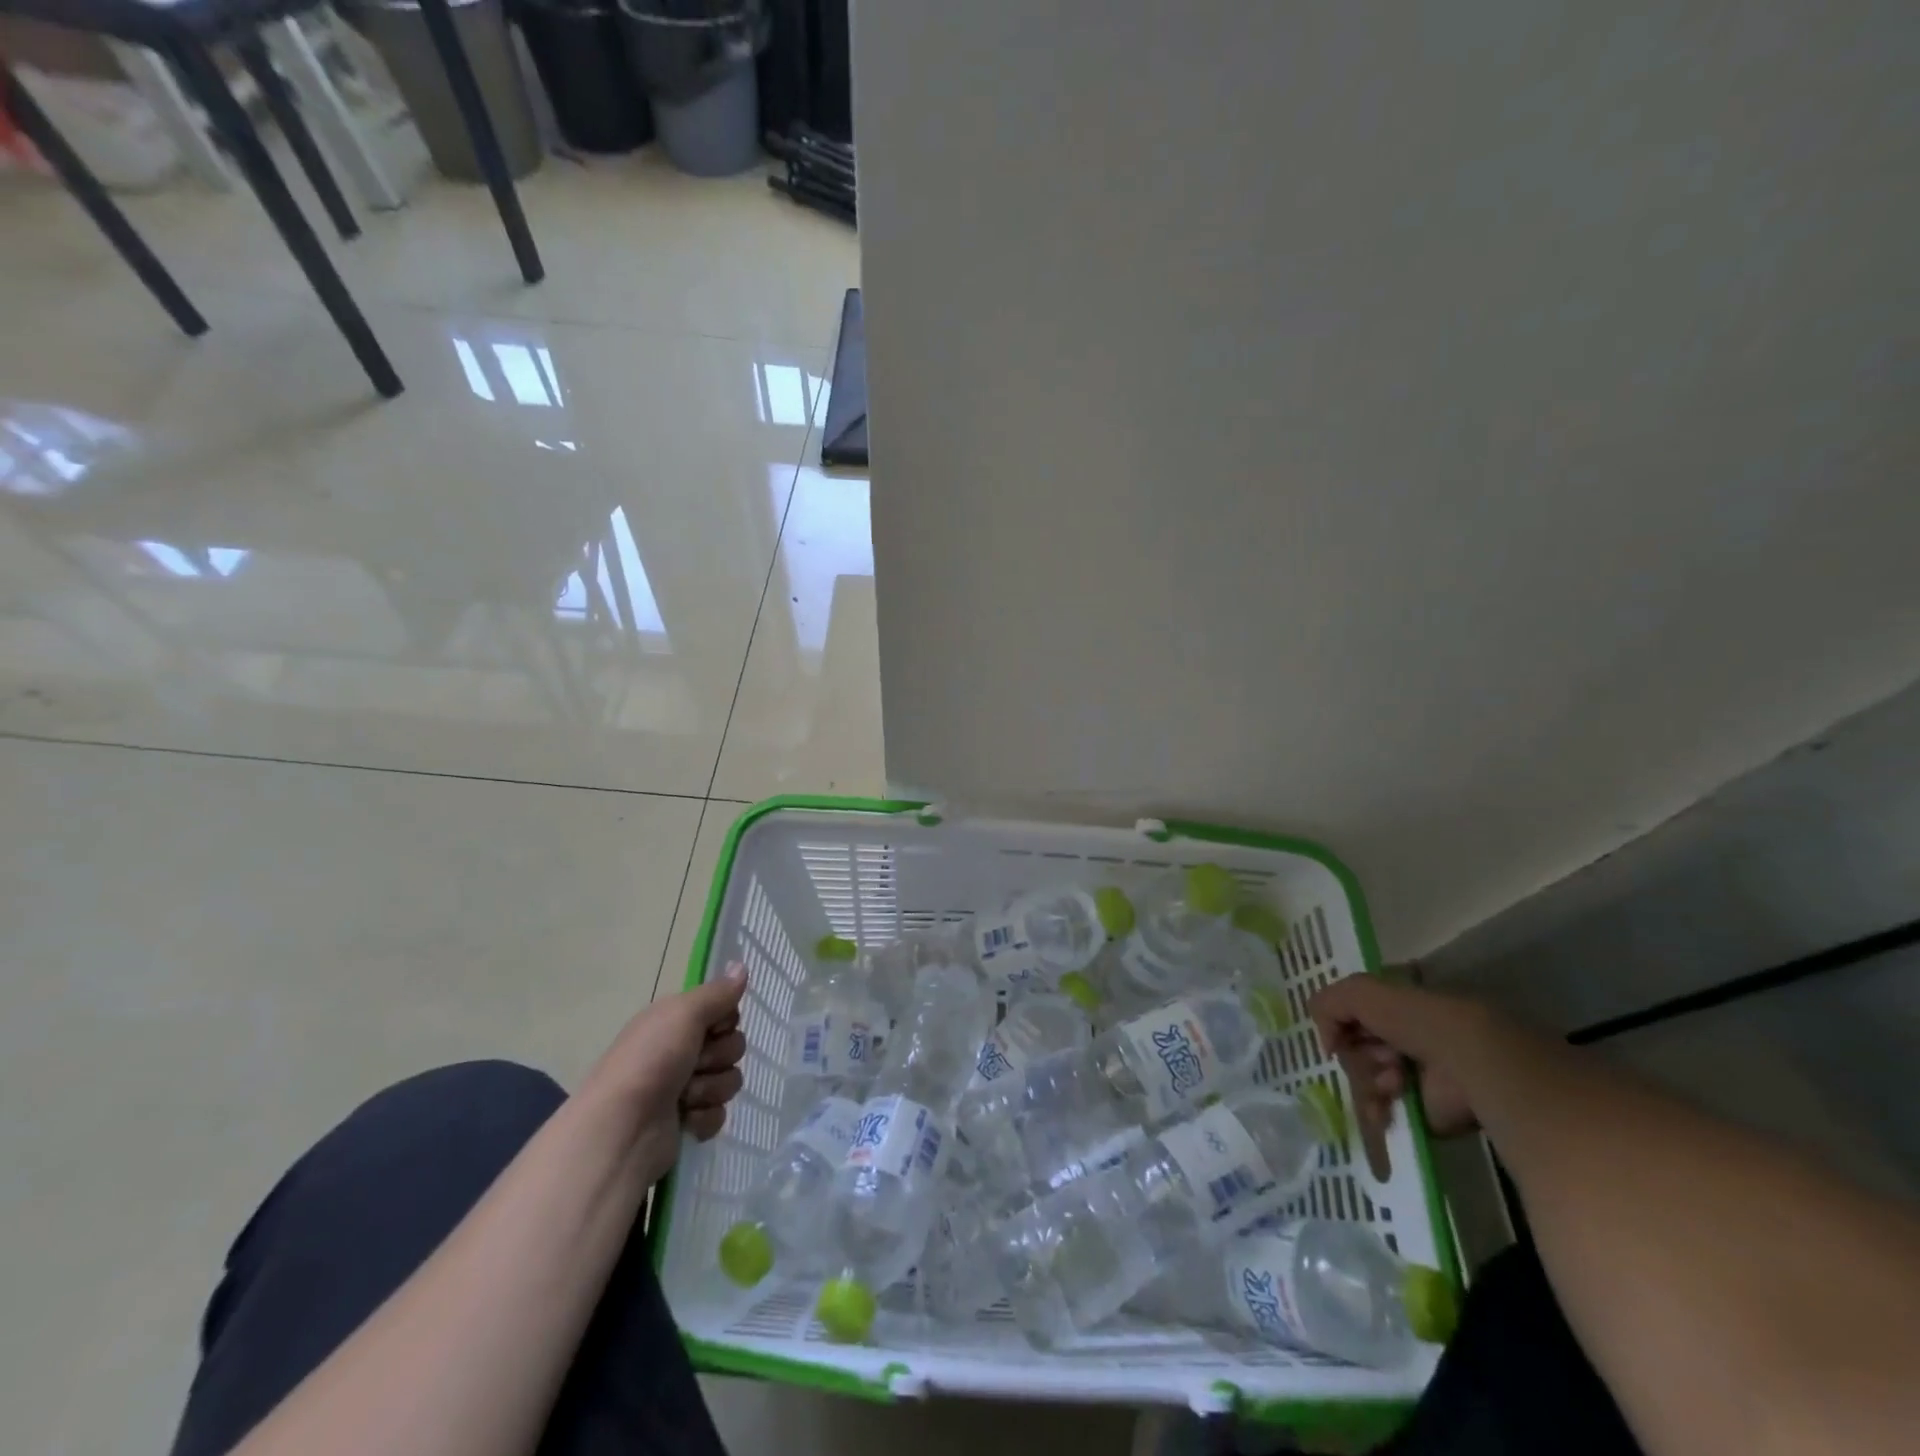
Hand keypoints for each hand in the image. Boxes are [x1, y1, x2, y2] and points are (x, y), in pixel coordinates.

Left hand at [580, 962, 748, 1183]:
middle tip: (694, 1064)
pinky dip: (704, 1117)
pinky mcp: (688, 1121)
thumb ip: (718, 992)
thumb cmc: (650, 1062)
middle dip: (719, 1057)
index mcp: (675, 1021)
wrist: (622, 1131)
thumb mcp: (684, 1014)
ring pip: (729, 1079)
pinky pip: (719, 1113)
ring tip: (684, 1097)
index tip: (712, 1028)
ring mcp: (685, 1088)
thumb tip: (741, 966)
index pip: (725, 1012)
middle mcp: (680, 1050)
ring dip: (711, 1088)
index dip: (726, 1021)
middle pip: (732, 1045)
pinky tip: (684, 1120)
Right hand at [1307, 973, 1487, 1139]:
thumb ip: (1327, 1004)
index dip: (1339, 1024)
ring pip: (1362, 1079)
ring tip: (1395, 1079)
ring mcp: (1409, 1076)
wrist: (1464, 1063)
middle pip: (1353, 1050)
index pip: (1348, 1017)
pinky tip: (1387, 1103)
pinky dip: (1375, 1107)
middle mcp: (1399, 1040)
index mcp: (1391, 1010)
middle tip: (1383, 1056)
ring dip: (1370, 1079)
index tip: (1337, 1033)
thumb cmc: (1415, 1019)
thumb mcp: (1359, 991)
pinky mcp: (1416, 1110)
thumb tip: (1326, 1043)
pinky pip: (1376, 1109)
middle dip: (1360, 1055)